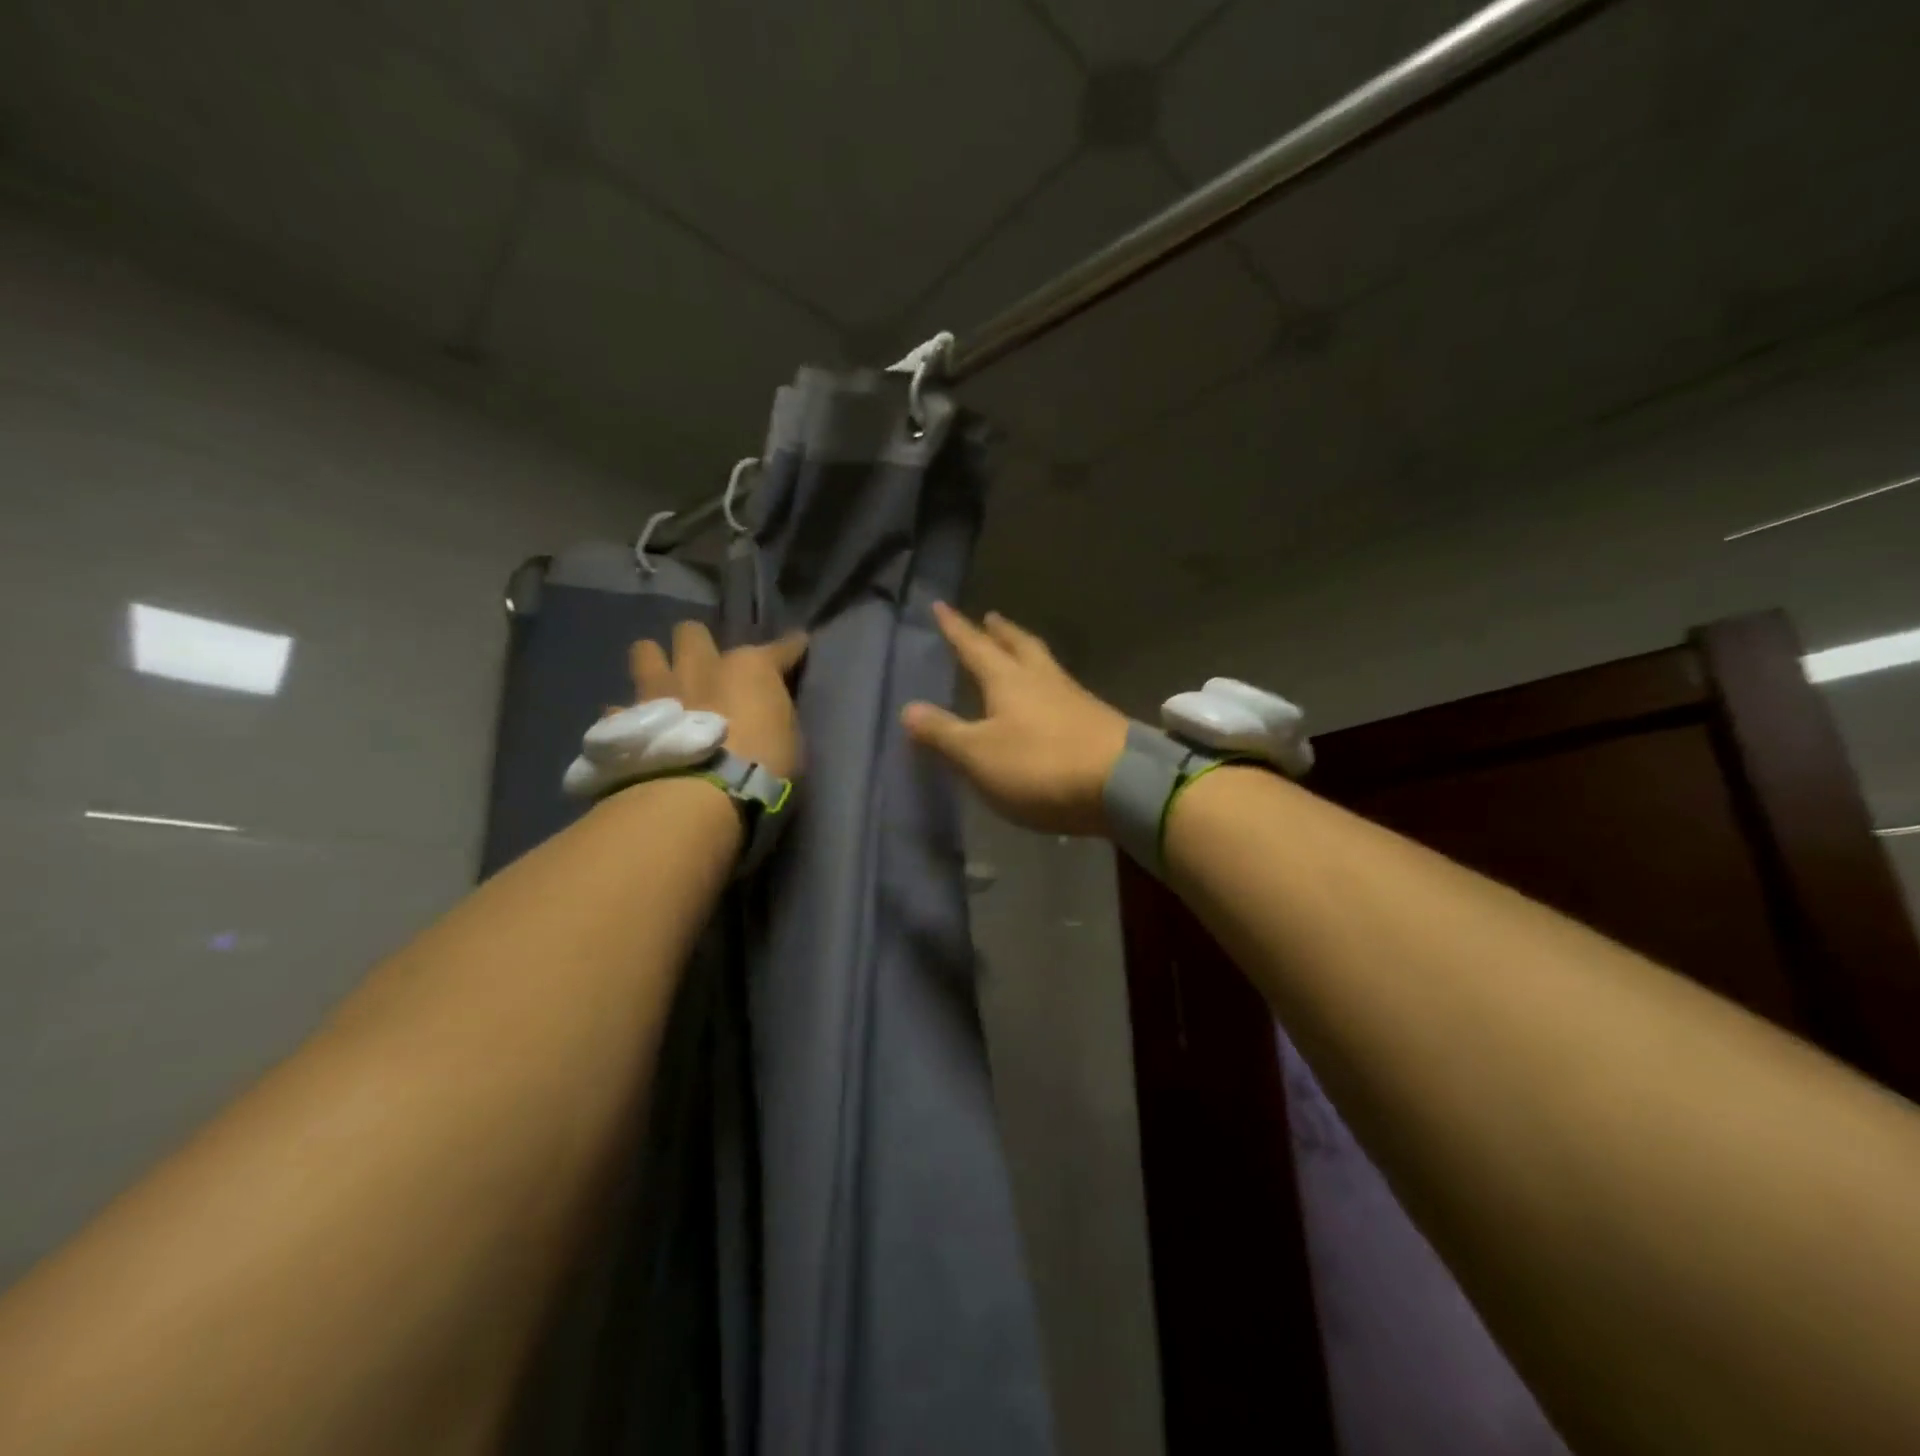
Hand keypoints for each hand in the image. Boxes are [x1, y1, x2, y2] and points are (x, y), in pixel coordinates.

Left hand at [631, 622, 808, 780]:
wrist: (702, 796)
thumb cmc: (762, 767)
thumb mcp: (789, 739)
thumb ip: (774, 714)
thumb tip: (768, 710)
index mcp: (749, 668)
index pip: (780, 647)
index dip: (791, 647)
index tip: (797, 647)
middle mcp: (700, 666)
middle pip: (692, 632)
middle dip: (698, 644)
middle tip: (706, 667)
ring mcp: (659, 690)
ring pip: (645, 651)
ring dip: (655, 663)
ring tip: (663, 684)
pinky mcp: (627, 720)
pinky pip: (621, 708)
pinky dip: (631, 716)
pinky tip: (640, 729)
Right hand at [903, 603, 1129, 836]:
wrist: (1122, 784)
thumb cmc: (1040, 765)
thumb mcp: (979, 755)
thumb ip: (943, 733)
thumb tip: (908, 708)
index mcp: (1008, 680)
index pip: (974, 647)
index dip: (955, 628)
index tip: (941, 605)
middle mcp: (1042, 679)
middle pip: (1018, 645)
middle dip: (1000, 631)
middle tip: (989, 617)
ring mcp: (1073, 698)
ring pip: (1043, 663)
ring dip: (1025, 652)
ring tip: (1015, 650)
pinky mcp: (1095, 720)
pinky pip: (1061, 689)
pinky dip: (1045, 683)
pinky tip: (1046, 698)